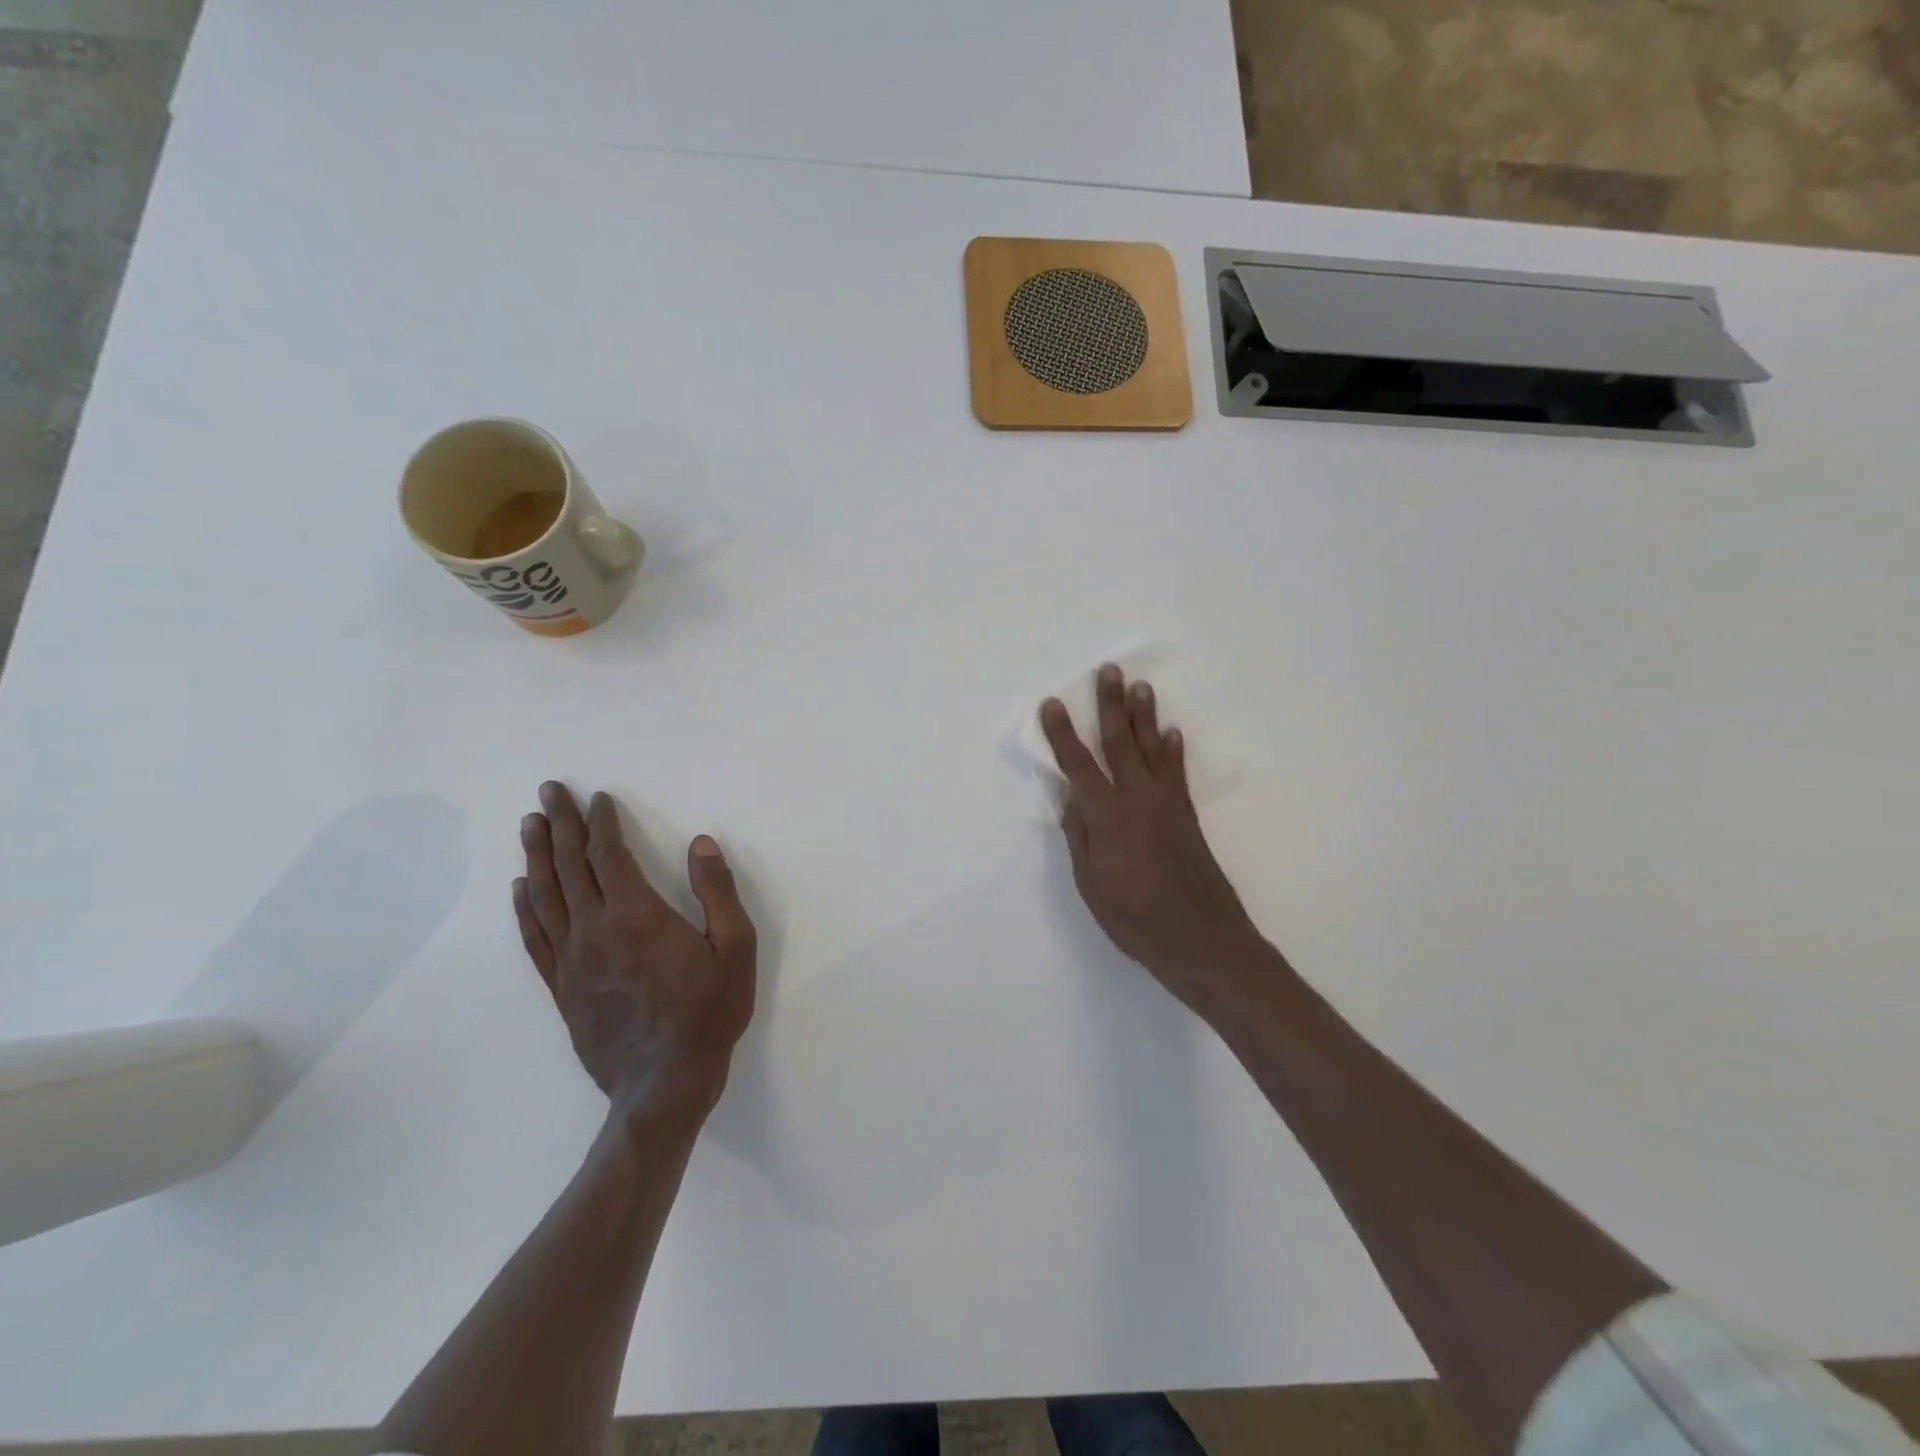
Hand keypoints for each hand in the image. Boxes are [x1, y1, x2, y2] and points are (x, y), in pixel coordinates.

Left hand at [514, 782, 756, 1121]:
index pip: (609, 856)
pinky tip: (519, 889)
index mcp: (638, 915)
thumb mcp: (735, 948)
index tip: (597, 797)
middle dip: (559, 825)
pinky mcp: (562, 987)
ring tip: (529, 825)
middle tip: (548, 792)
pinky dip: (524, 908)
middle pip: (570, 867)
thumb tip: (701, 843)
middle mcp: (596, 930)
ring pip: (545, 897)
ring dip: (536, 857)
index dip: (601, 823)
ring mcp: (573, 960)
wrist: (664, 1083)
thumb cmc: (708, 1011)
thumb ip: (718, 892)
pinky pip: (535, 938)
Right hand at [1041, 665, 1276, 1021]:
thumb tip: (1071, 800)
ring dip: (1144, 716)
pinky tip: (1170, 732)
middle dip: (1110, 705)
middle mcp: (1137, 799)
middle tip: (1108, 670)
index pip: (1078, 765)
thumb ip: (1080, 838)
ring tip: (1140, 686)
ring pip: (1151, 749)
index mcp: (1107, 817)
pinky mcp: (1187, 816)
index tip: (1053, 704)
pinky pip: (1178, 773)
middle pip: (1120, 743)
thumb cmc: (1136, 920)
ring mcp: (1167, 804)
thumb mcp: (1091, 886)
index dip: (1063, 734)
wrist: (1203, 941)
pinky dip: (1173, 750)